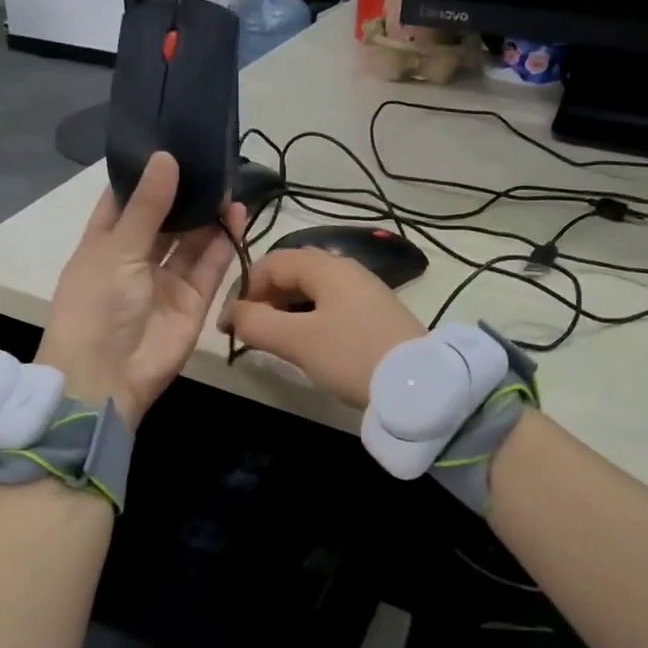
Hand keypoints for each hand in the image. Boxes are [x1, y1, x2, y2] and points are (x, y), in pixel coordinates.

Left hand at [36, 153, 243, 427]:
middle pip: (164, 218)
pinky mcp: (194, 299)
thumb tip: (166, 157)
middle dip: (185, 192)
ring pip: (192, 240)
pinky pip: (211, 265)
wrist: (108, 377)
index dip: (145, 174)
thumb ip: (147, 206)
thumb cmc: (97, 306)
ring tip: (230, 182)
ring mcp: (166, 279)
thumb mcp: (116, 250)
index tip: (170, 142)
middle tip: (212, 159)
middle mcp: (136, 258)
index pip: (125, 200)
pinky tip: (237, 214)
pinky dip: (224, 241)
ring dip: (208, 214)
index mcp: (104, 243)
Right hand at [221, 248, 423, 408]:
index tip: (229, 324)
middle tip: (249, 332)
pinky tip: (305, 344)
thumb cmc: (352, 355)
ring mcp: (363, 291)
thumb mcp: (297, 341)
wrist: (417, 384)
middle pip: (291, 273)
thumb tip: (233, 315)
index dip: (243, 289)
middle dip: (263, 299)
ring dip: (284, 311)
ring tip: (272, 340)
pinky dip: (307, 319)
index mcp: (326, 266)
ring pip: (310, 291)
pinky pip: (329, 306)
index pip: (271, 263)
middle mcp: (346, 269)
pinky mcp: (374, 314)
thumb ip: (256, 324)